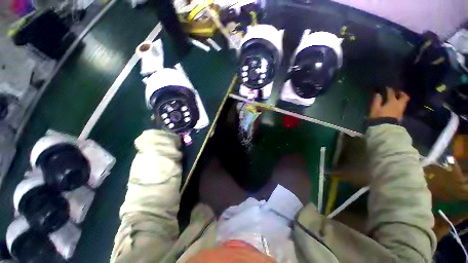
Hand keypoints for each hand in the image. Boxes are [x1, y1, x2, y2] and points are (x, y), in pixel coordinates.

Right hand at [369, 87, 409, 121]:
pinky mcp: (400, 116)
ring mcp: (401, 111)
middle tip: (397, 92)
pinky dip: (399, 105)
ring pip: (403, 102)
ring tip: (396, 99)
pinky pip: (401, 108)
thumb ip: (377, 101)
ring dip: (400, 99)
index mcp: (392, 101)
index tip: (386, 87)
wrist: (385, 129)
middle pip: (404, 97)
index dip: (389, 89)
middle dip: (401, 93)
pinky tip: (395, 106)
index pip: (391, 93)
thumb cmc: (378, 117)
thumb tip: (378, 94)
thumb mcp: (374, 109)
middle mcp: (399, 104)